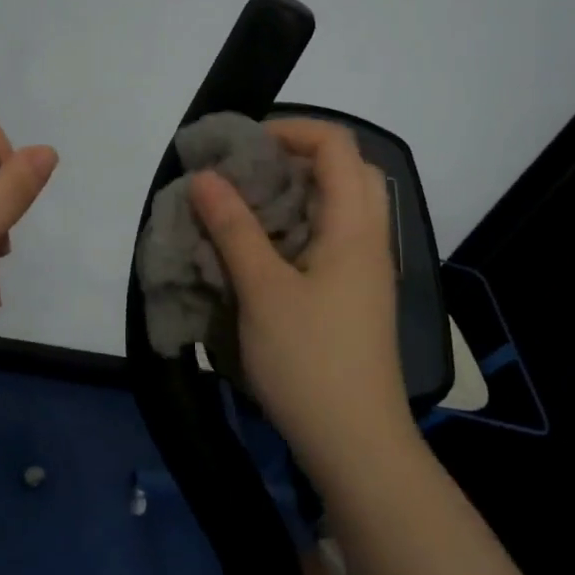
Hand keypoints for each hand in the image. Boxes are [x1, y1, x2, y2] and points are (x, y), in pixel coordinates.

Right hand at [188, 119, 414, 489]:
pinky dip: (297, 227)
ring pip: (339, 207)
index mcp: (355, 228)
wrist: (356, 445)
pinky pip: (330, 240)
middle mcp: (369, 240)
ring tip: (245, 206)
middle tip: (247, 172)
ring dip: (295, 194)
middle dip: (296, 157)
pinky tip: (260, 250)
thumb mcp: (262, 290)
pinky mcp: (354, 298)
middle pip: (346, 171)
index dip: (291, 129)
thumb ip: (234, 229)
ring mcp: (365, 271)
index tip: (242, 145)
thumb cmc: (310, 361)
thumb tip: (206, 177)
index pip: (337, 146)